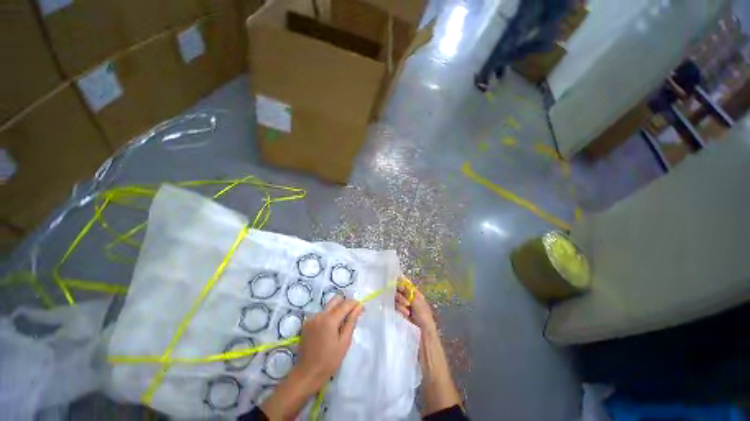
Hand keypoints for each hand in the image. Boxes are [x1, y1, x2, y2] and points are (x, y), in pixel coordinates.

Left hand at [261, 297, 362, 419]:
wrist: (307, 374)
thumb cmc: (329, 361)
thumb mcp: (344, 342)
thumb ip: (351, 321)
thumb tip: (359, 306)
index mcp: (329, 319)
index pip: (345, 304)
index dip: (355, 304)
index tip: (362, 309)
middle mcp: (319, 314)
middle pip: (336, 300)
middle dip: (345, 304)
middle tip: (352, 315)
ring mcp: (312, 318)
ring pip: (329, 306)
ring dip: (337, 310)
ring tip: (341, 325)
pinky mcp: (307, 323)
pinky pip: (322, 313)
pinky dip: (328, 316)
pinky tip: (330, 330)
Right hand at [395, 276, 461, 414]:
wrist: (426, 357)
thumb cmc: (427, 332)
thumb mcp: (422, 311)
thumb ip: (413, 296)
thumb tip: (401, 281)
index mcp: (419, 300)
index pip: (408, 286)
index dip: (401, 282)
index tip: (393, 281)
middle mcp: (412, 305)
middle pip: (401, 292)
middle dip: (400, 294)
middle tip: (405, 304)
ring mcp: (405, 314)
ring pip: (397, 302)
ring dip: (399, 304)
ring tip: (404, 313)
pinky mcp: (400, 322)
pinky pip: (394, 312)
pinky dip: (395, 311)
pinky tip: (396, 314)